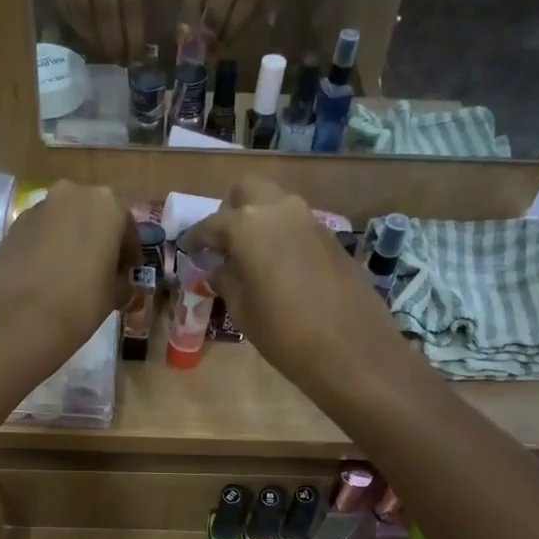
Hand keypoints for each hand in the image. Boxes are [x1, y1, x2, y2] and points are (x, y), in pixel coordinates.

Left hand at [0, 181, 136, 364]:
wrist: (20, 318)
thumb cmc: (81, 302)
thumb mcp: (116, 294)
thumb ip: (123, 281)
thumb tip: (120, 283)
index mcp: (107, 205)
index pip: (127, 227)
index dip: (130, 253)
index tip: (128, 274)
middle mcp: (72, 195)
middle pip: (93, 216)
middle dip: (99, 239)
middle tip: (100, 270)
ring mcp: (38, 208)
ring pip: (63, 222)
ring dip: (70, 241)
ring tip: (71, 274)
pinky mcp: (12, 226)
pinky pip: (39, 234)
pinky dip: (47, 248)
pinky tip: (46, 276)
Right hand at [45, 0, 144, 63]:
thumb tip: (133, 30)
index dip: (132, 31)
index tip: (136, 55)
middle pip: (105, 8)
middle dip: (113, 39)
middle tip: (119, 59)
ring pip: (83, 10)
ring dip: (94, 36)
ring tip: (104, 50)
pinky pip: (66, 4)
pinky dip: (77, 24)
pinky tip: (86, 34)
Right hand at [178, 178, 406, 392]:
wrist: (350, 348)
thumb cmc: (283, 332)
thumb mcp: (242, 310)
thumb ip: (226, 280)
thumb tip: (219, 269)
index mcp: (248, 226)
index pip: (212, 224)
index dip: (196, 238)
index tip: (188, 250)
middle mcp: (280, 211)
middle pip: (248, 190)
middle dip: (231, 210)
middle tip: (223, 242)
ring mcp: (311, 221)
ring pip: (277, 204)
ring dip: (259, 221)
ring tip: (249, 256)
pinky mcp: (332, 238)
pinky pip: (297, 226)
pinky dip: (282, 237)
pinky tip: (279, 268)